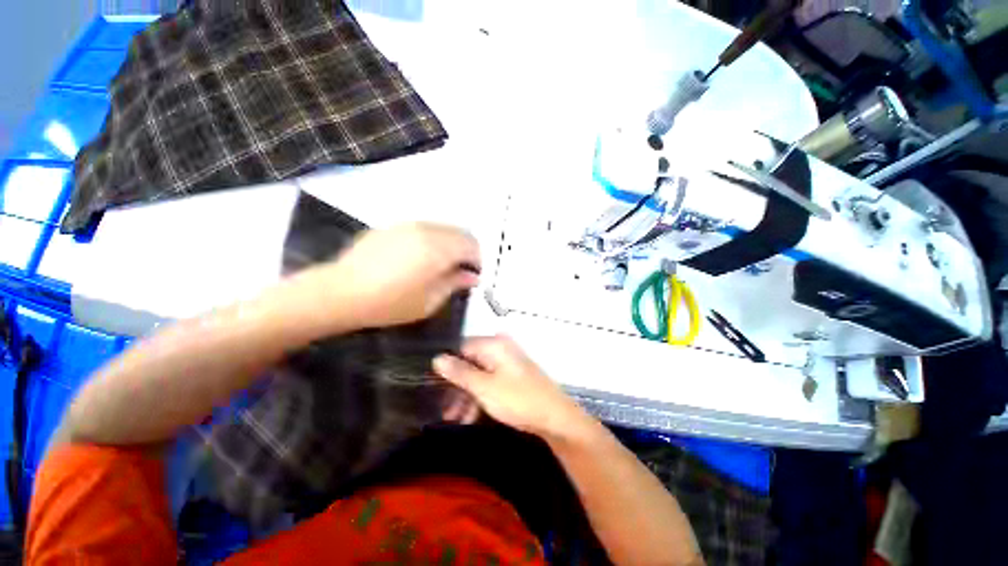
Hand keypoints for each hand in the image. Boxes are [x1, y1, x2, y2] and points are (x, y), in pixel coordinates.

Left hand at [321, 223, 480, 328]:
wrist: (341, 292)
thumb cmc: (390, 303)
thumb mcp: (430, 301)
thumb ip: (455, 284)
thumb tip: (472, 276)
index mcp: (440, 248)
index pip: (472, 245)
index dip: (477, 261)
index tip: (471, 276)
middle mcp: (427, 230)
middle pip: (460, 233)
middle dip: (465, 251)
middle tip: (457, 272)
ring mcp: (408, 225)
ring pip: (442, 228)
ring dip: (449, 244)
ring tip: (437, 266)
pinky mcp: (392, 227)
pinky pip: (423, 229)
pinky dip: (431, 240)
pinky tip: (417, 259)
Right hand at [433, 336, 587, 438]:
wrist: (555, 417)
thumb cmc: (517, 399)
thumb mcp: (483, 387)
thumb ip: (459, 372)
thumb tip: (437, 358)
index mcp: (494, 344)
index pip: (461, 347)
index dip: (447, 366)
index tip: (434, 386)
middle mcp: (501, 347)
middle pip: (470, 362)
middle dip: (456, 386)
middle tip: (445, 410)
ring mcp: (508, 361)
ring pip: (479, 374)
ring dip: (467, 395)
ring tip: (456, 418)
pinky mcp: (513, 374)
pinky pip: (490, 380)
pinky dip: (480, 396)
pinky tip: (471, 416)